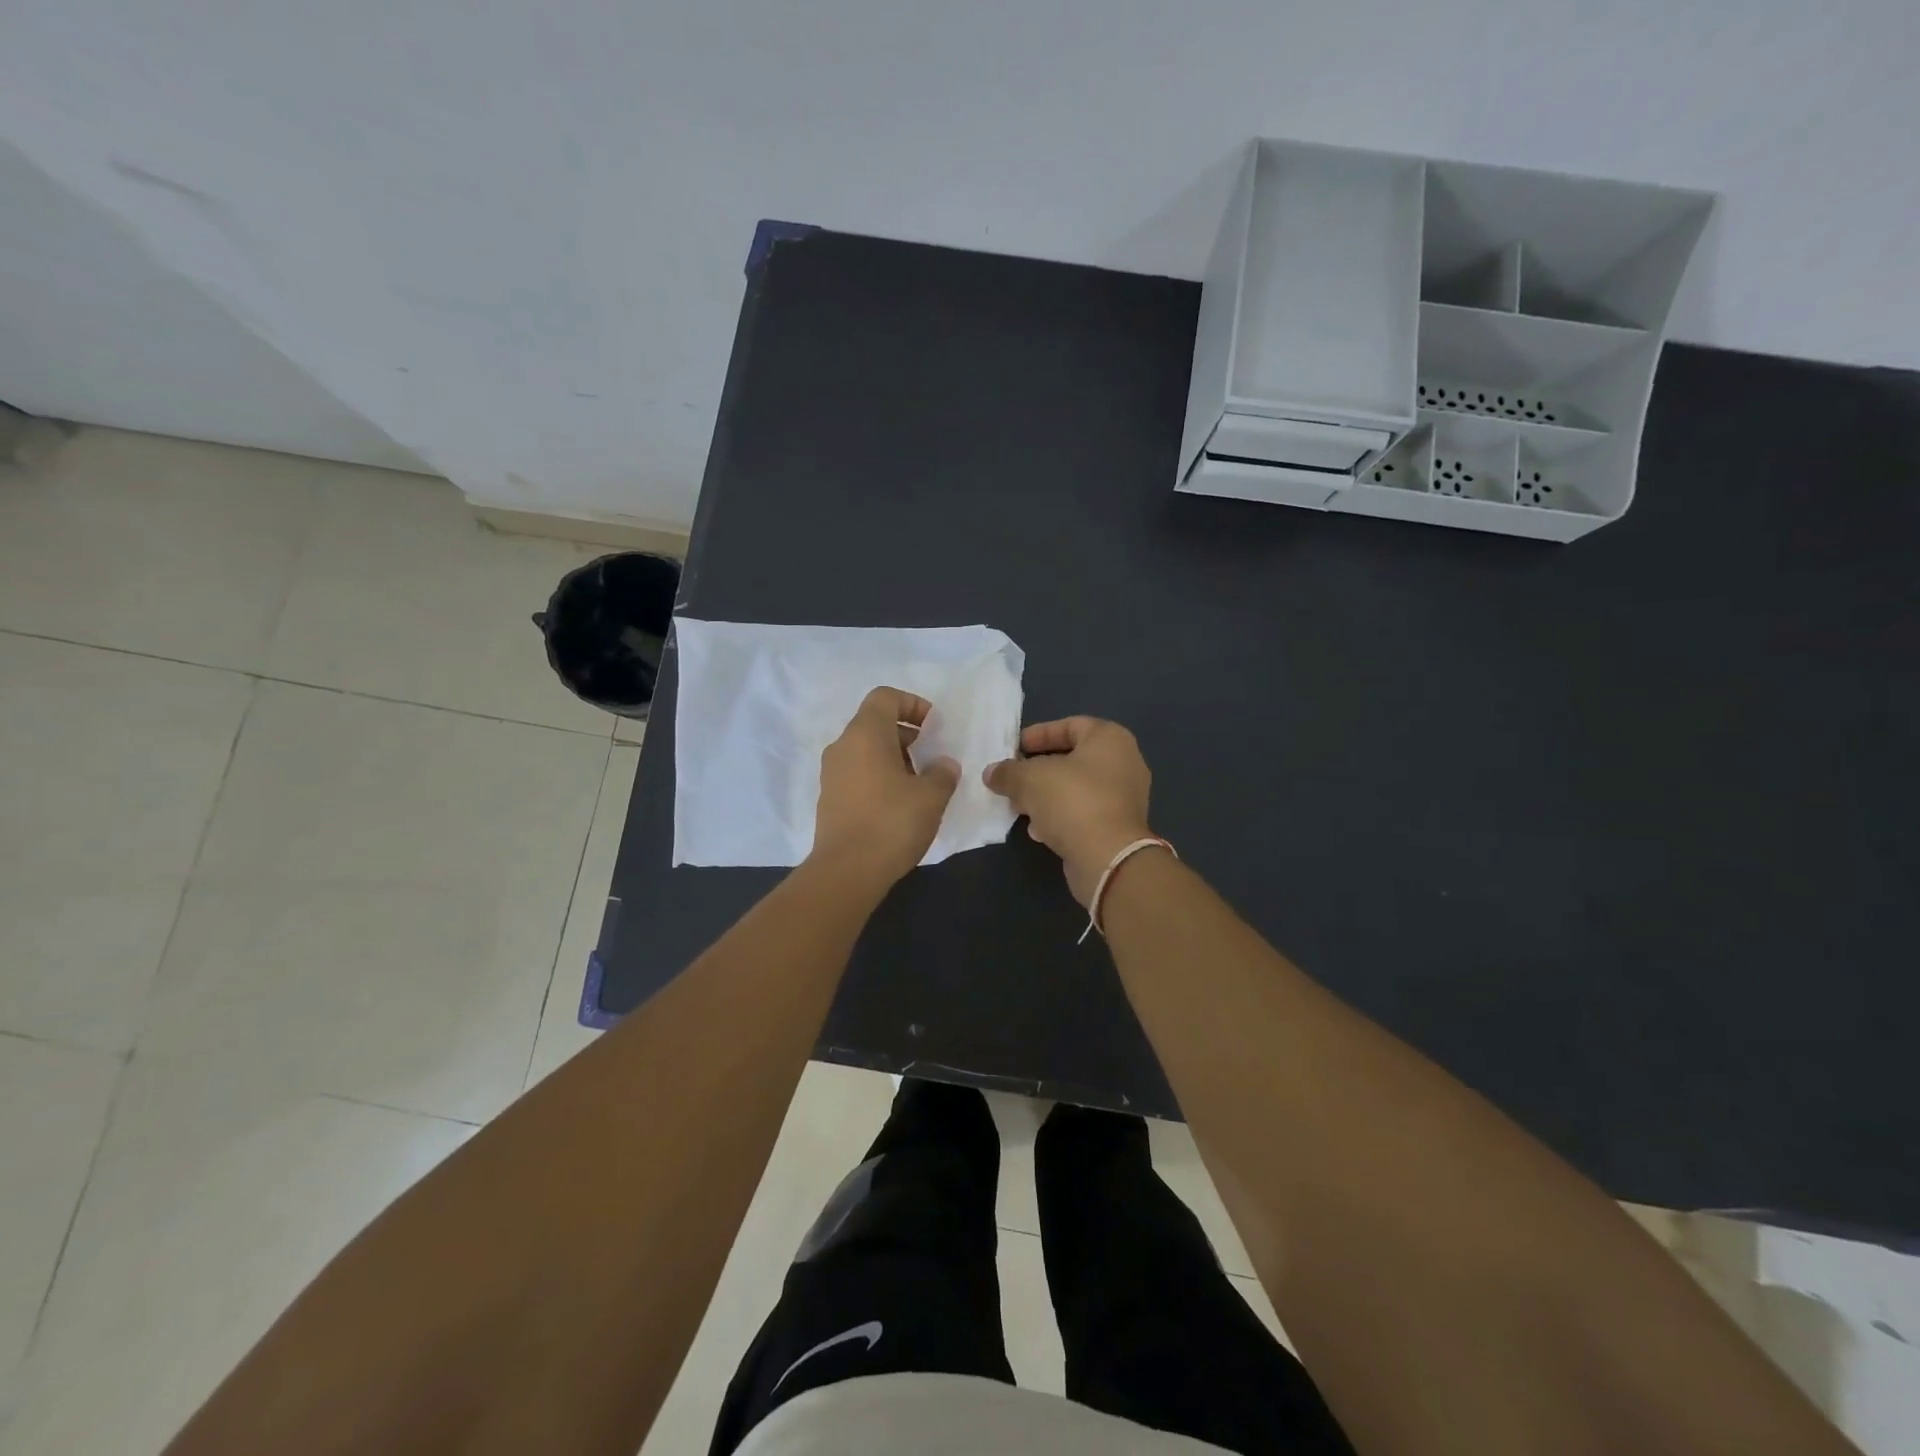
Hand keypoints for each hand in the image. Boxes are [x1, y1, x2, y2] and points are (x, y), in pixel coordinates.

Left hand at [810, 687, 960, 886]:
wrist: (847, 871)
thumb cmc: (892, 822)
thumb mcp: (931, 796)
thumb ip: (942, 773)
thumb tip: (943, 765)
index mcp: (865, 734)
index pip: (885, 697)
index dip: (912, 704)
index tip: (933, 727)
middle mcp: (842, 746)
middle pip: (874, 723)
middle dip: (906, 734)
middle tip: (931, 756)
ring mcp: (831, 774)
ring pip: (865, 750)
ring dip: (894, 758)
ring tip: (919, 784)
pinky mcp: (829, 799)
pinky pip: (857, 773)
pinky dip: (878, 777)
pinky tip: (898, 804)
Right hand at [983, 717, 1152, 906]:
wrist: (1108, 858)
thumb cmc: (1073, 801)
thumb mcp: (1030, 779)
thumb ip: (1008, 772)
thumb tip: (992, 773)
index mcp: (1110, 739)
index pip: (1070, 725)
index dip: (1038, 734)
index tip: (1013, 749)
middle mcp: (1123, 763)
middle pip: (1072, 759)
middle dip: (1037, 770)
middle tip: (1012, 779)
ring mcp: (1124, 797)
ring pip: (1076, 788)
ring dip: (1045, 796)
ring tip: (1019, 806)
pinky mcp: (1118, 827)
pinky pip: (1083, 812)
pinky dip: (1060, 816)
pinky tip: (1038, 830)